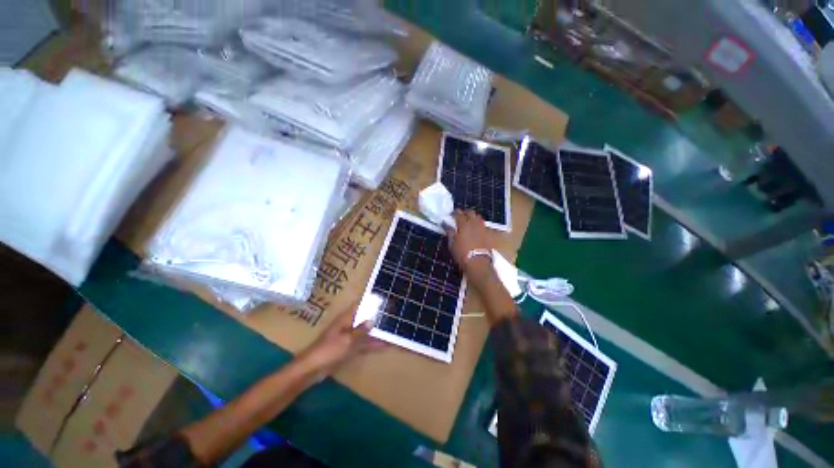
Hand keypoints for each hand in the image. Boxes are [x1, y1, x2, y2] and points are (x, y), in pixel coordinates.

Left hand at [298, 303, 385, 377]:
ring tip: (391, 328)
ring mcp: (348, 337)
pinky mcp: (348, 348)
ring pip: (365, 331)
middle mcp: (348, 325)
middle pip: (364, 317)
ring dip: (376, 331)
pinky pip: (363, 344)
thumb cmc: (328, 350)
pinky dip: (372, 344)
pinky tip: (383, 345)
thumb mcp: (347, 340)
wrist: (312, 369)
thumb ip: (360, 331)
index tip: (383, 298)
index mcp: (345, 319)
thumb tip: (372, 320)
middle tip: (391, 313)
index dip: (369, 301)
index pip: (359, 305)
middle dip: (376, 316)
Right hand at [446, 209, 492, 277]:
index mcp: (463, 224)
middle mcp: (474, 223)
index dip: (455, 213)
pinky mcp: (488, 234)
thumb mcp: (452, 243)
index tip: (452, 214)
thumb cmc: (462, 254)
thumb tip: (446, 224)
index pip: (459, 214)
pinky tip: (476, 228)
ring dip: (473, 217)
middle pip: (470, 212)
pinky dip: (479, 224)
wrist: (477, 262)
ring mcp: (482, 228)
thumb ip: (450, 232)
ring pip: (478, 217)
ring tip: (469, 221)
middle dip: (465, 212)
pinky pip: (483, 224)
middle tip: (461, 216)